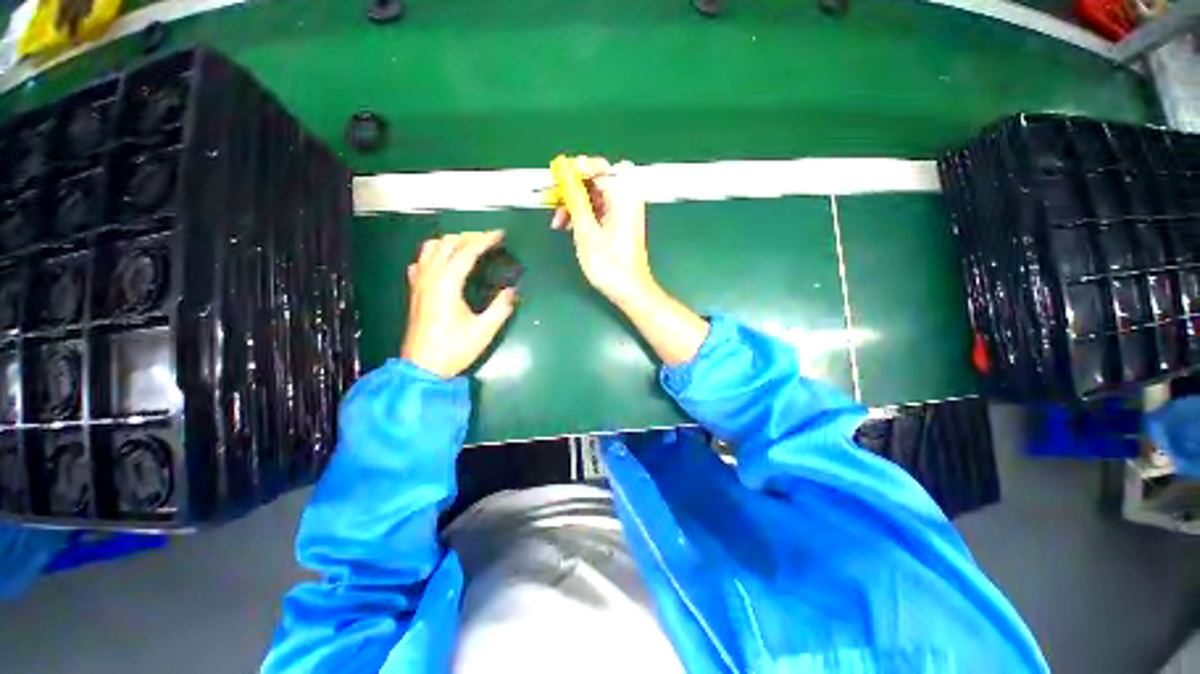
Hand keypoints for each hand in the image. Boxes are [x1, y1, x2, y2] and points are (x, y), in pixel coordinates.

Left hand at [400, 231, 517, 378]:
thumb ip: (501, 307)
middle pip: (446, 244)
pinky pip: (420, 262)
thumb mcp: (484, 330)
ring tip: (468, 245)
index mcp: (446, 284)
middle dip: (468, 236)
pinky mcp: (415, 292)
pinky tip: (443, 262)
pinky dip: (434, 254)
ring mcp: (419, 284)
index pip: (466, 252)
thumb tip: (513, 290)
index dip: (484, 240)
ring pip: (429, 248)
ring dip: (450, 241)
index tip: (500, 234)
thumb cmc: (454, 349)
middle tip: (488, 239)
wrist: (422, 368)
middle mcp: (429, 278)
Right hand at [550, 157, 657, 307]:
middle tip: (552, 198)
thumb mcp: (586, 231)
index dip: (573, 170)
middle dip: (572, 188)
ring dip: (574, 203)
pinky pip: (598, 207)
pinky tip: (569, 225)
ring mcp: (624, 210)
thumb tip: (564, 173)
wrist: (628, 288)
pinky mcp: (619, 221)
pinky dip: (583, 213)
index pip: (596, 167)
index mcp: (623, 194)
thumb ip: (575, 199)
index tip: (554, 180)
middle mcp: (626, 197)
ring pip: (594, 194)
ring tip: (558, 220)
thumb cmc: (609, 264)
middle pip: (595, 178)